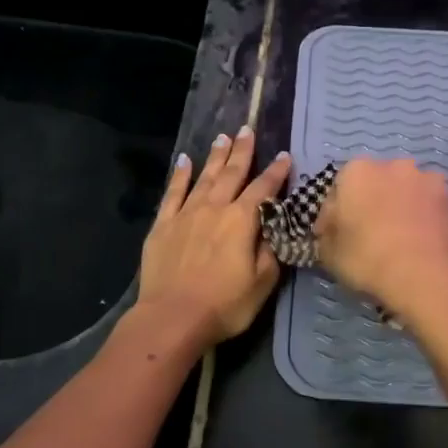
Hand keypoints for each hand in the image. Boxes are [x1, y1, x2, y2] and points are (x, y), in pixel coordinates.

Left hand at [137, 127, 291, 345]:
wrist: (172, 318)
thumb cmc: (224, 305)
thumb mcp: (262, 283)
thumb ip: (270, 251)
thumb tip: (274, 228)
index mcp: (241, 221)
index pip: (263, 189)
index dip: (276, 172)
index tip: (285, 156)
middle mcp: (214, 208)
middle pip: (232, 174)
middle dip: (242, 151)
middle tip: (247, 129)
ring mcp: (185, 214)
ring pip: (204, 178)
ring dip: (215, 157)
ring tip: (223, 138)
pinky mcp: (163, 225)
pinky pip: (173, 193)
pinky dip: (179, 175)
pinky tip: (184, 161)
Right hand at [315, 158, 447, 320]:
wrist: (427, 277)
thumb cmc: (368, 258)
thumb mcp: (329, 252)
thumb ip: (328, 233)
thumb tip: (333, 228)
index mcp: (358, 171)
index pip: (341, 188)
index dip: (337, 214)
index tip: (337, 236)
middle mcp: (395, 166)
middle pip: (378, 183)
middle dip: (374, 203)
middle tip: (370, 235)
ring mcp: (430, 181)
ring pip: (409, 193)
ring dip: (403, 208)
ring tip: (401, 240)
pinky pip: (432, 209)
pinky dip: (426, 221)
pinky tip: (423, 246)